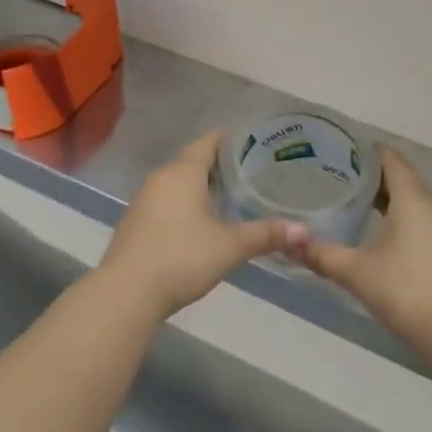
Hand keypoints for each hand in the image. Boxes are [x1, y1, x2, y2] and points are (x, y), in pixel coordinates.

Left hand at [100, 131, 309, 319]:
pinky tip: (200, 221)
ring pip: (177, 182)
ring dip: (200, 185)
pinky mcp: (135, 221)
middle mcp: (161, 178)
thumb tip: (305, 231)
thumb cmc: (181, 257)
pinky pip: (166, 201)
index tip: (252, 142)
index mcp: (183, 172)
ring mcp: (144, 199)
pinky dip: (184, 203)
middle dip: (218, 164)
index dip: (229, 139)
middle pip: (192, 160)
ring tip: (229, 195)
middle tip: (250, 172)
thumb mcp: (229, 247)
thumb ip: (265, 235)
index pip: (208, 141)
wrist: (127, 292)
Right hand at [301, 147, 431, 355]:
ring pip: (411, 201)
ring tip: (351, 200)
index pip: (391, 160)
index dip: (368, 151)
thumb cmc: (406, 289)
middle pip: (401, 178)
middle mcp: (431, 206)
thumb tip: (288, 242)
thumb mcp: (356, 271)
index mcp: (412, 199)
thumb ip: (321, 255)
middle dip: (372, 174)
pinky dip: (397, 217)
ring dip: (385, 197)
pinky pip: (418, 220)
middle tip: (337, 174)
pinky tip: (376, 232)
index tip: (341, 148)